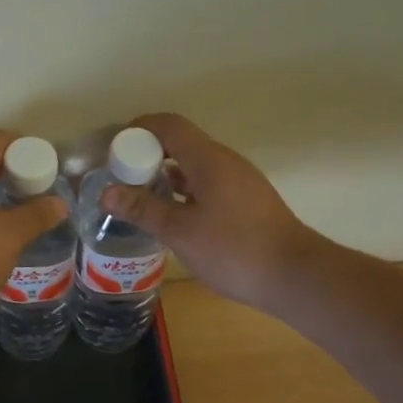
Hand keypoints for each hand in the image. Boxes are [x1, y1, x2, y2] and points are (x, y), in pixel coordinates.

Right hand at [97, 113, 317, 311]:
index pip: (169, 125)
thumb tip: (107, 193)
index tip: (113, 148)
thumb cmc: (234, 250)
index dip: (139, 129)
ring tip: (138, 198)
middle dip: (147, 155)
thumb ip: (143, 209)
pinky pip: (207, 184)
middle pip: (181, 144)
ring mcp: (239, 182)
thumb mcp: (180, 232)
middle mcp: (225, 162)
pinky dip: (183, 192)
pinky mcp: (246, 202)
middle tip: (119, 178)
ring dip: (165, 176)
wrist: (295, 276)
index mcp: (208, 159)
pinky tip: (170, 216)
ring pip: (194, 167)